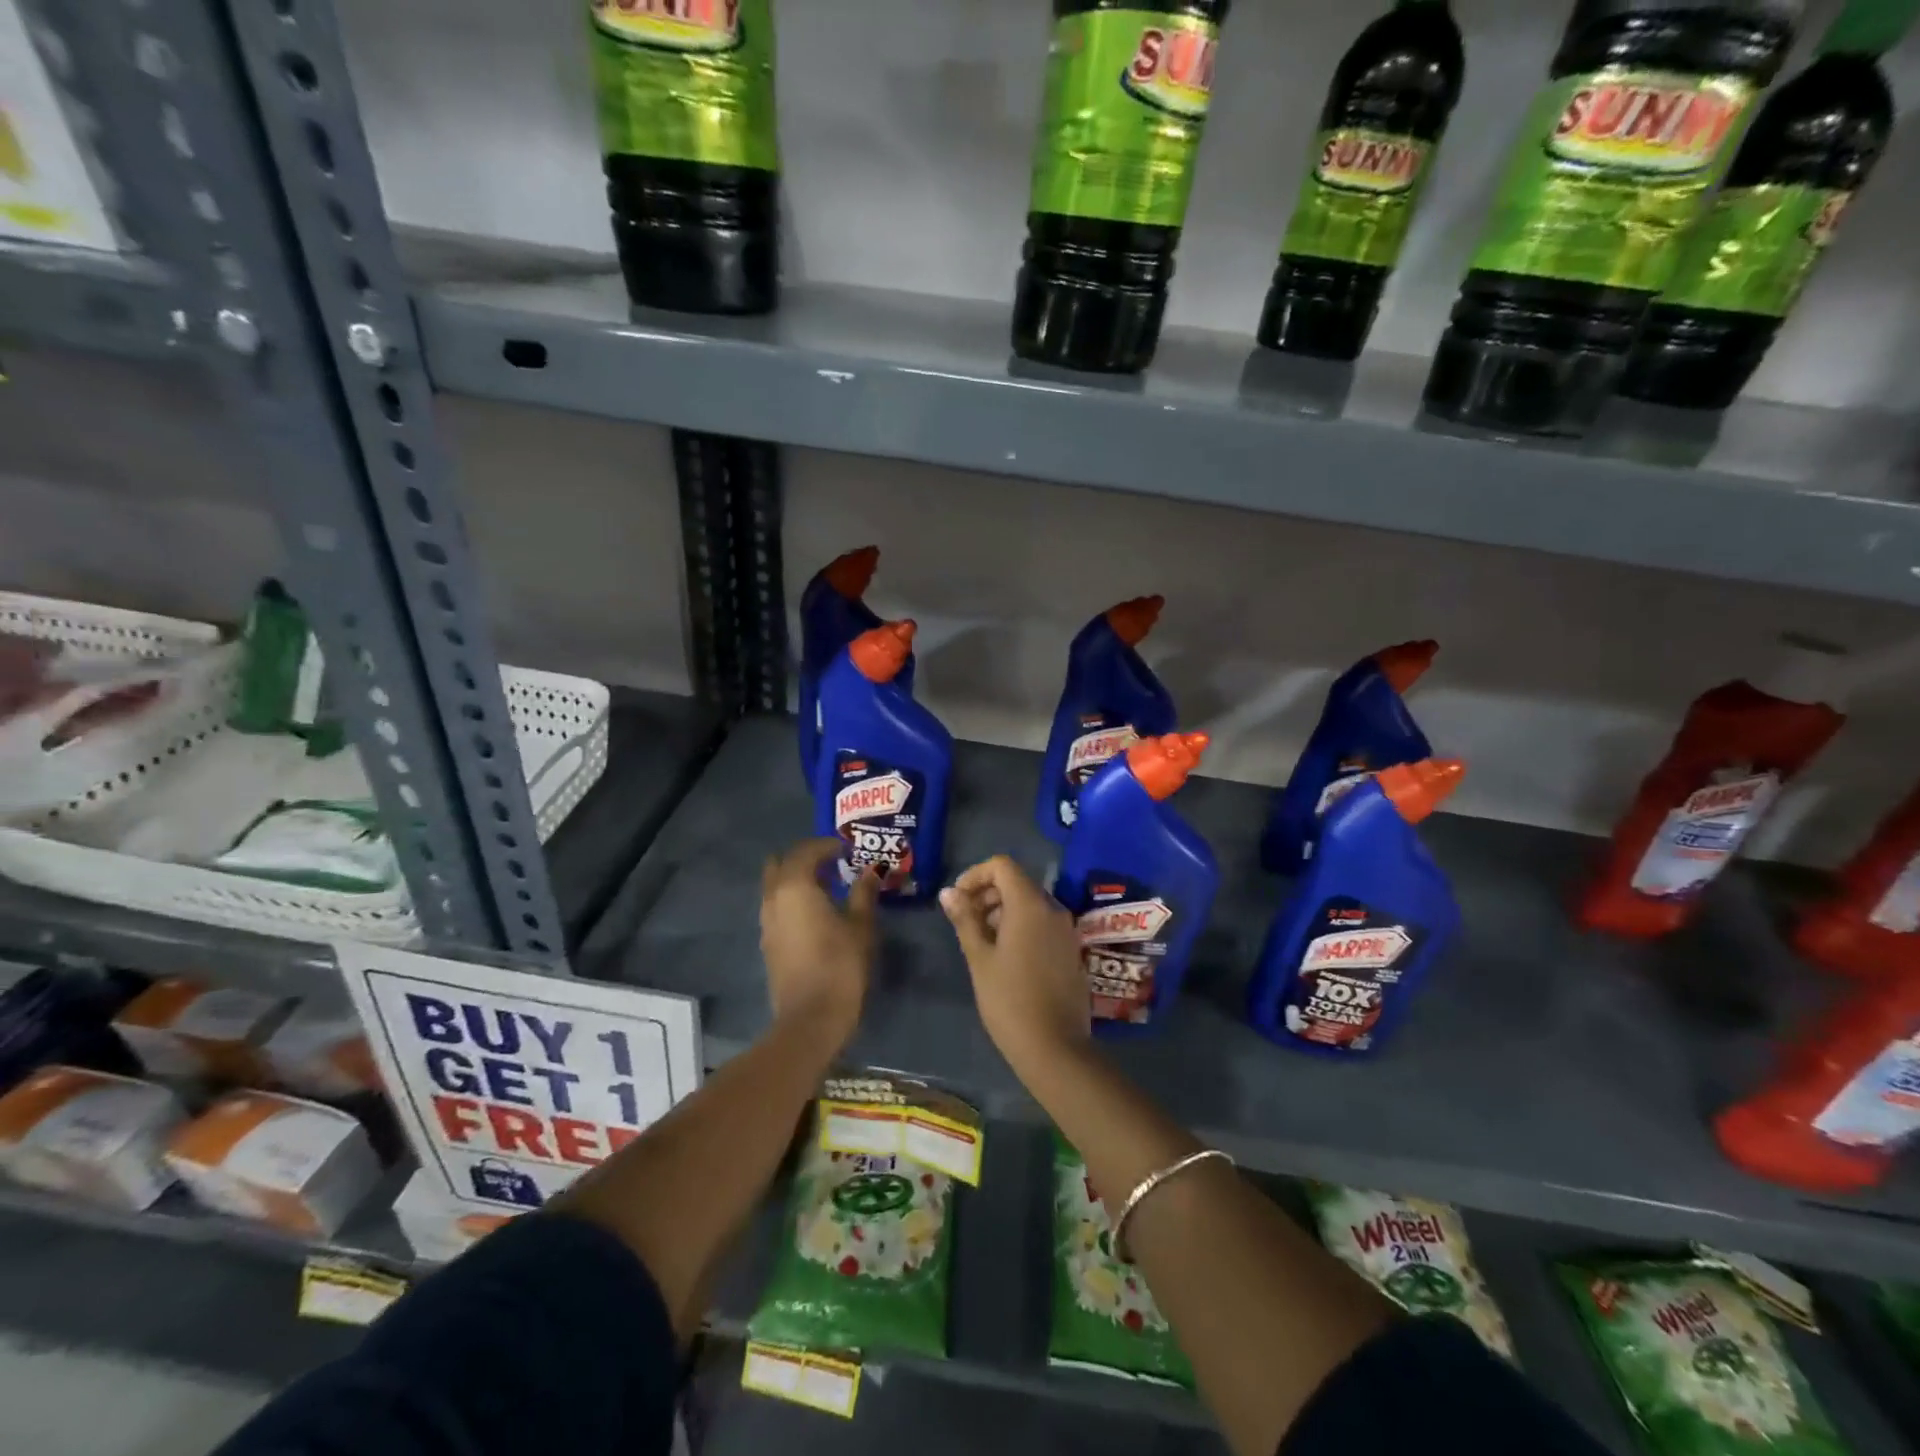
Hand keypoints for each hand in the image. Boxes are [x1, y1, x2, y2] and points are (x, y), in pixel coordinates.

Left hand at [761, 839, 876, 1050]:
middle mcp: (773, 898)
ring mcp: (766, 922)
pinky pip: (777, 907)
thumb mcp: (861, 925)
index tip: (848, 850)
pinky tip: (817, 913)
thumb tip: (871, 871)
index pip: (806, 851)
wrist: (810, 1019)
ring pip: (775, 886)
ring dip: (797, 879)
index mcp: (795, 887)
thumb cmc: (840, 965)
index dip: (827, 845)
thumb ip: (864, 893)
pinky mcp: (768, 943)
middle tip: (833, 864)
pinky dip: (793, 900)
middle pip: (782, 864)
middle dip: (805, 859)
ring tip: (828, 887)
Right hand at [939, 855, 1088, 1075]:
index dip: (975, 875)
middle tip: (964, 923)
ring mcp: (1066, 930)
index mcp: (1030, 905)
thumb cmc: (1009, 1000)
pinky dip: (1021, 927)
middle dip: (987, 895)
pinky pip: (1043, 924)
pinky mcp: (1071, 950)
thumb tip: (949, 892)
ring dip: (1002, 912)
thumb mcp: (979, 958)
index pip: (1002, 866)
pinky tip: (1005, 957)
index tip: (958, 900)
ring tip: (981, 943)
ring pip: (1030, 904)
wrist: (1055, 1047)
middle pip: (1017, 883)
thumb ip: (965, 919)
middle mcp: (1053, 909)